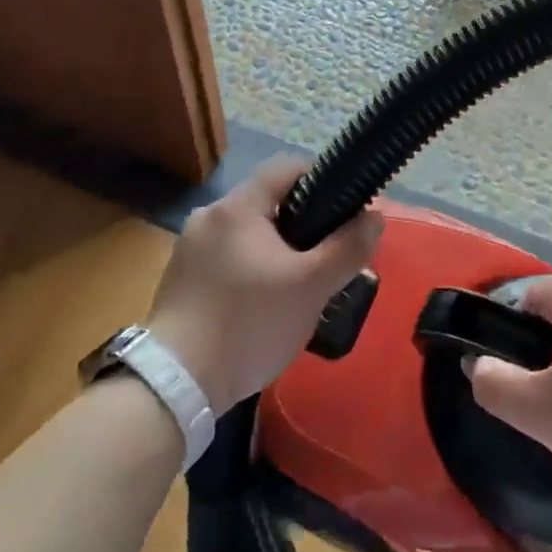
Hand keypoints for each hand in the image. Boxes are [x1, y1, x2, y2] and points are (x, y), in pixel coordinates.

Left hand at [147, 159, 382, 411]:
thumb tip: (375, 216)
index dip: (321, 179)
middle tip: (325, 258)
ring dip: (274, 249)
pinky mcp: (179, 278)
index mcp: (238, 206)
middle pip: (267, 201)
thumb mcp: (311, 287)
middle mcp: (209, 215)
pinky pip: (225, 258)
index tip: (344, 210)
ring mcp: (189, 247)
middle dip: (301, 223)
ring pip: (246, 233)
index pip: (287, 167)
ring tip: (297, 287)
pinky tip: (260, 306)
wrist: (176, 384)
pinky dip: (248, 269)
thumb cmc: (249, 323)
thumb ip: (348, 248)